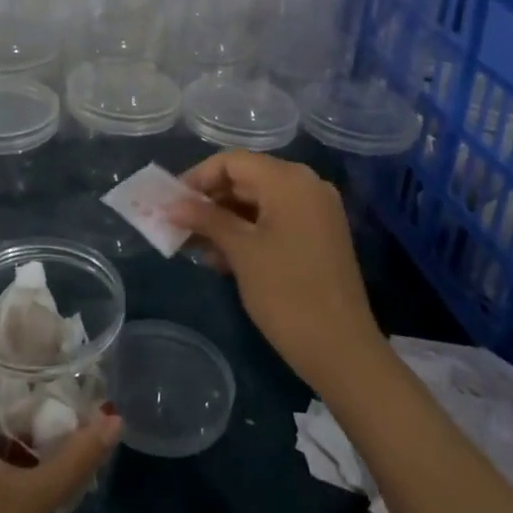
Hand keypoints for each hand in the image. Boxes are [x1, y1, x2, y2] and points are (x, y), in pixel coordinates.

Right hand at [171, 151, 387, 394]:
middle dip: (209, 201)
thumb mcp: (241, 251)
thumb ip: (205, 219)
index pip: (232, 161)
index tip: (170, 202)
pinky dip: (247, 232)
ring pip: (258, 202)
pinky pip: (275, 220)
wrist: (343, 351)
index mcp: (289, 180)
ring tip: (194, 246)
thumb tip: (169, 204)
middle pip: (246, 179)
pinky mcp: (318, 236)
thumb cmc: (286, 293)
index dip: (197, 178)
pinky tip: (221, 258)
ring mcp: (316, 211)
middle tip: (177, 225)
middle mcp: (306, 185)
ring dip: (224, 220)